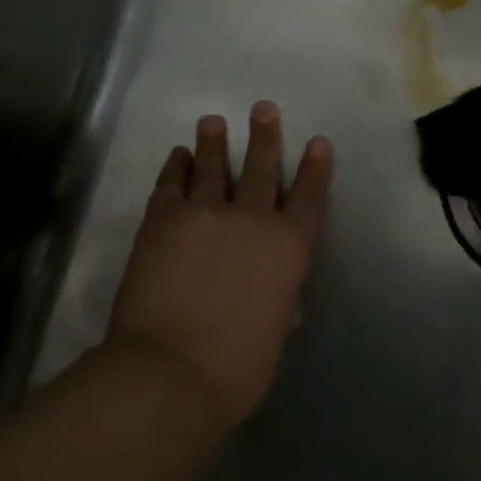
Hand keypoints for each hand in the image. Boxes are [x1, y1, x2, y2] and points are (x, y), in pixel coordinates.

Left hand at [104, 103, 333, 427]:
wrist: (171, 372)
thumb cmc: (238, 367)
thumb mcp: (276, 332)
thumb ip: (281, 300)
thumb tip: (280, 292)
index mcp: (290, 247)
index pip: (309, 197)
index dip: (316, 168)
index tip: (318, 142)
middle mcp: (253, 219)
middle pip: (262, 167)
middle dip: (265, 136)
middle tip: (263, 108)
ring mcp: (205, 214)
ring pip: (213, 166)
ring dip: (214, 142)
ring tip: (213, 120)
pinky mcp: (162, 220)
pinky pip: (171, 184)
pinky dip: (175, 167)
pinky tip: (177, 155)